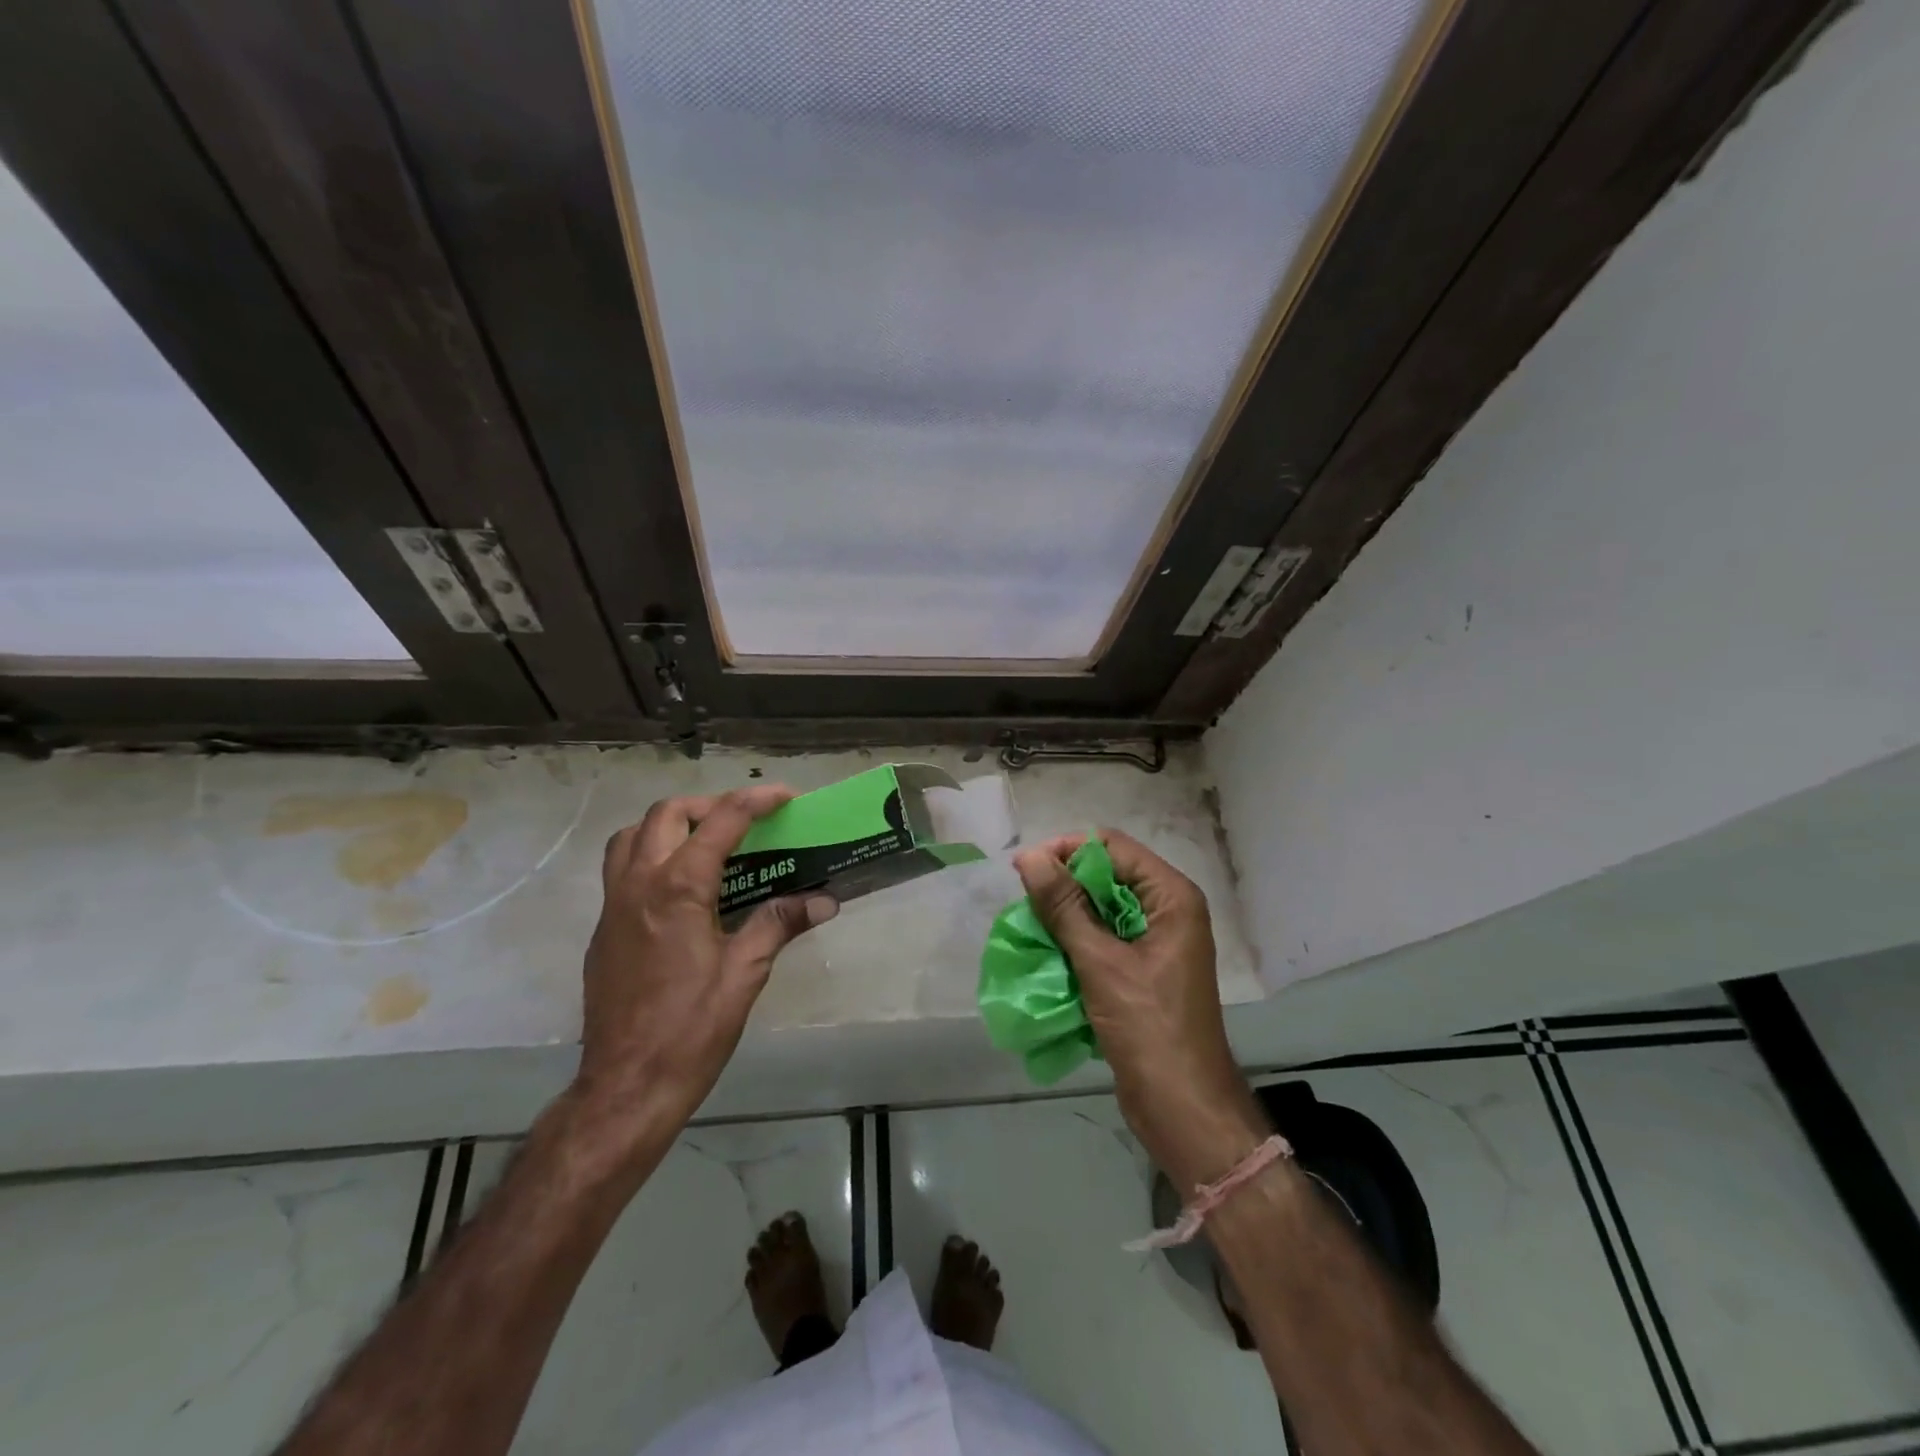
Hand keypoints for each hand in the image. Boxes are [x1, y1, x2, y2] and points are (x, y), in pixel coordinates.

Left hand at [574, 787, 838, 1141]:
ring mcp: (613, 906)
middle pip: (667, 814)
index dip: (756, 800)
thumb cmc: (691, 1028)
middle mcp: (639, 884)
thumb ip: (779, 924)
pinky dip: (651, 855)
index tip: (785, 797)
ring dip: (670, 825)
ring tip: (707, 844)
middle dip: (710, 805)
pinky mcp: (603, 930)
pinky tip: (682, 891)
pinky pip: (621, 869)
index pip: (721, 821)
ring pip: (632, 836)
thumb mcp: (745, 973)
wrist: (626, 1085)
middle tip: (746, 821)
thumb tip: (824, 900)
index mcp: (678, 888)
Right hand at [1014, 829, 1265, 1188]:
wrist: (1182, 1107)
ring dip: (1065, 916)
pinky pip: (1102, 939)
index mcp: (1171, 897)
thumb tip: (1030, 857)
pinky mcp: (1142, 970)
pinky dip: (1074, 941)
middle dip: (1064, 885)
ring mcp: (1156, 942)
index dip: (1068, 851)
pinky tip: (1047, 954)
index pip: (1113, 847)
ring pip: (1100, 908)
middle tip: (1025, 903)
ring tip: (1030, 928)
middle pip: (1107, 875)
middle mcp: (1167, 911)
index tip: (1025, 870)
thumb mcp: (1101, 962)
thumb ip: (1064, 906)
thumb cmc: (1149, 1028)